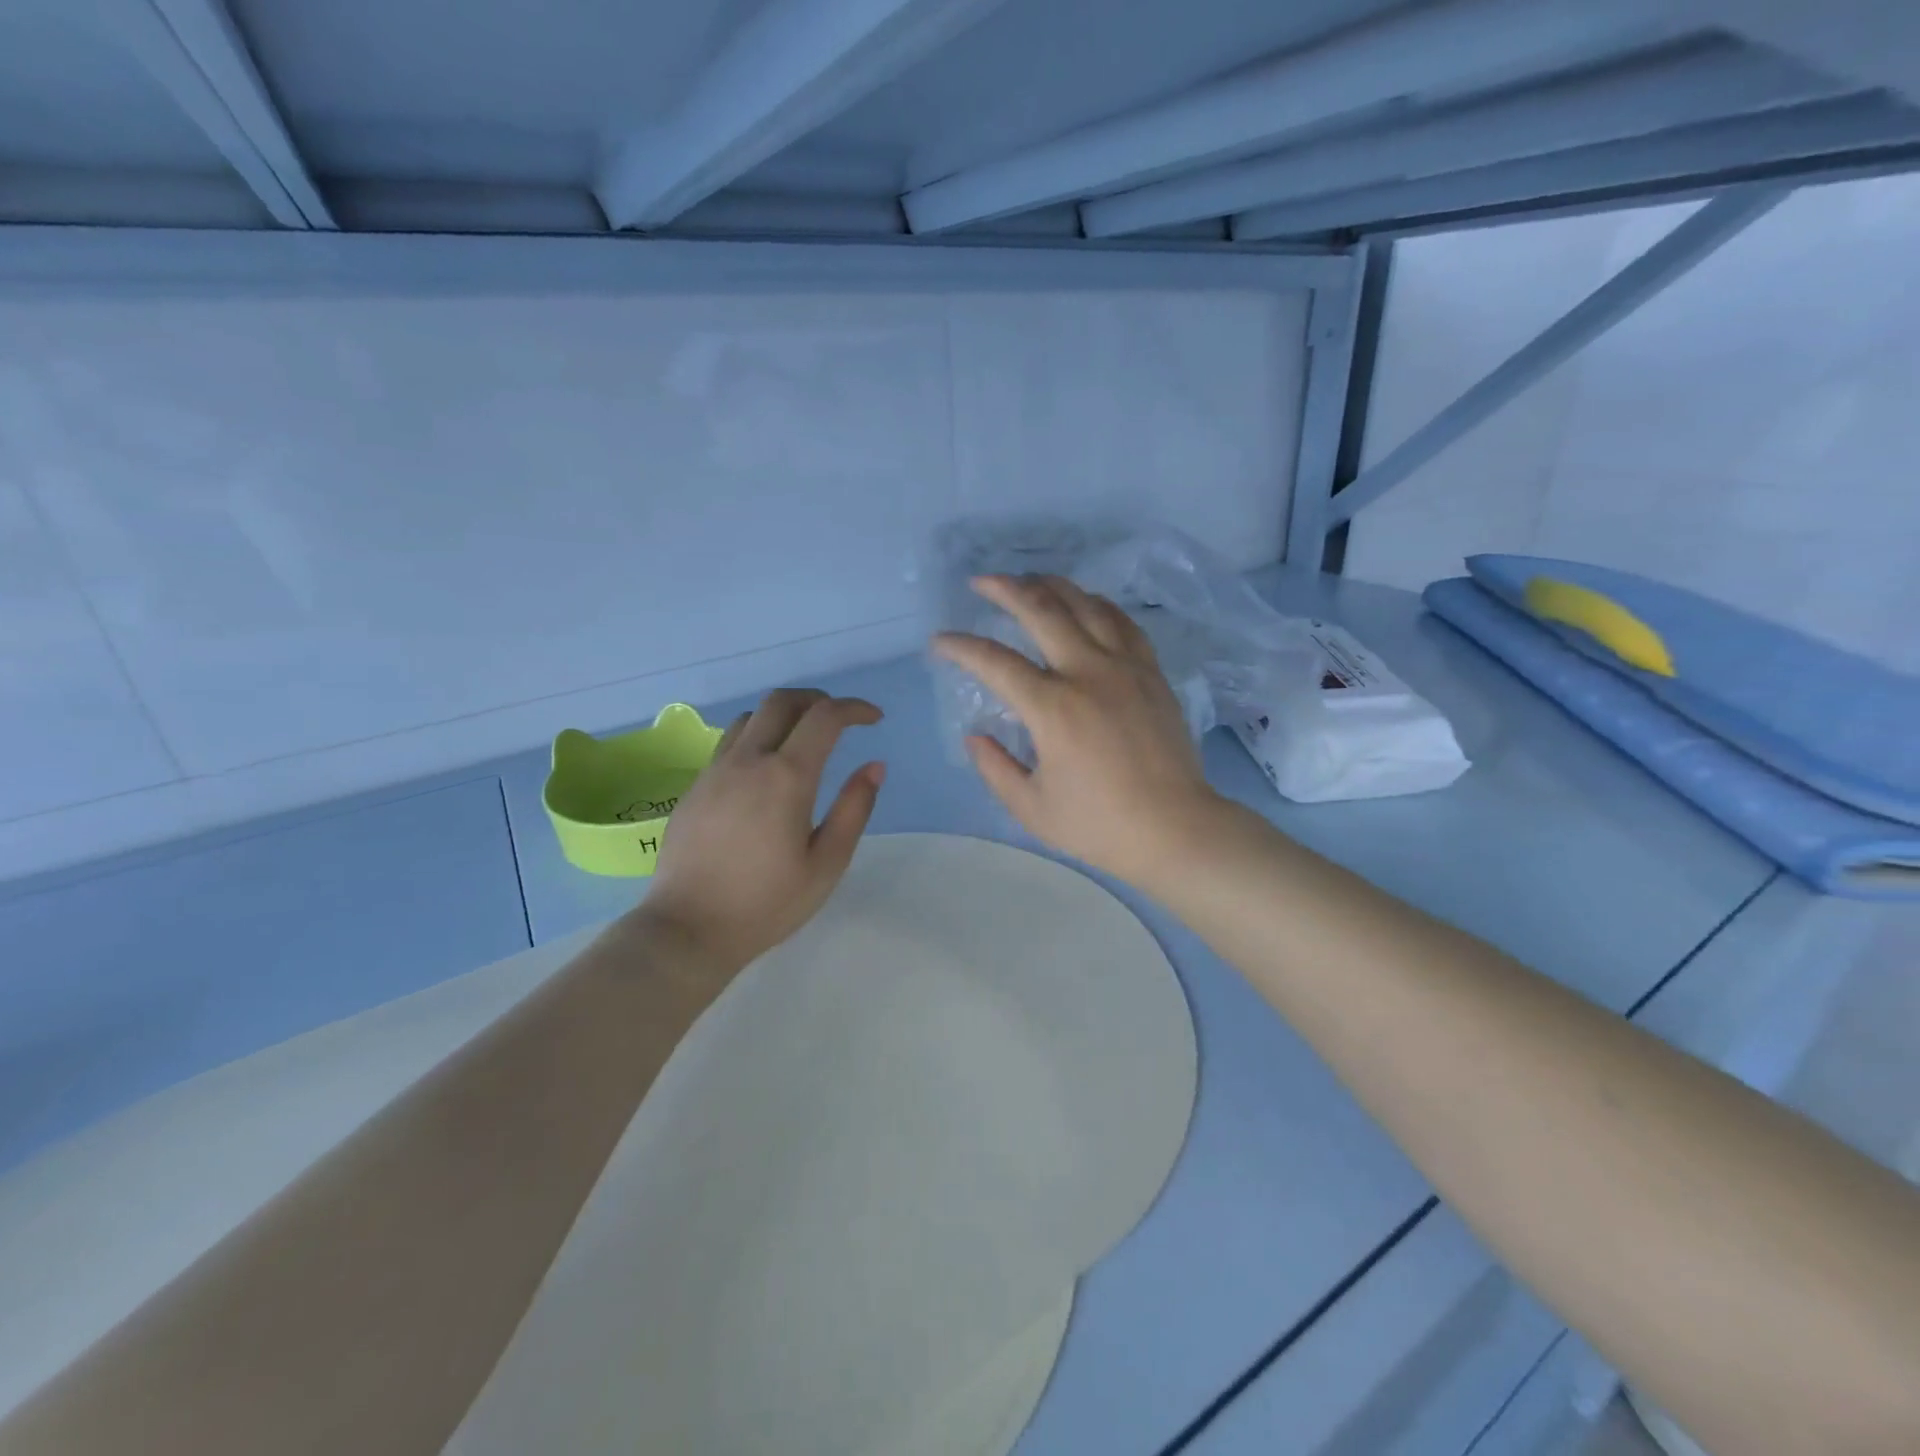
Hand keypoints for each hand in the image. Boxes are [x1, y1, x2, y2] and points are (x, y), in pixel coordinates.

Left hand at [636, 689, 885, 974]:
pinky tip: (764, 772)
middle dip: (818, 700)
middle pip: (782, 701)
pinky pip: (729, 743)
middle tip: (839, 720)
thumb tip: (874, 766)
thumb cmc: (767, 904)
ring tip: (802, 741)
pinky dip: (757, 738)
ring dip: (783, 716)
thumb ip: (854, 809)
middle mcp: (748, 761)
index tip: (874, 719)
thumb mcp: (826, 864)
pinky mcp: (695, 787)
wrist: (687, 930)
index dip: (854, 708)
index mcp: (787, 777)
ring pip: (751, 717)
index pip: (825, 717)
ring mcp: (715, 771)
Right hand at [932, 574, 1224, 887]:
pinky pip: (1124, 623)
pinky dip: (1099, 605)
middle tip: (982, 581)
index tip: (940, 640)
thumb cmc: (1099, 825)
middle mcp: (1089, 673)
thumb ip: (995, 767)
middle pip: (1043, 611)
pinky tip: (1087, 603)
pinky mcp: (1152, 674)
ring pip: (1087, 606)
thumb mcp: (1031, 807)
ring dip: (1053, 586)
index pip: (995, 661)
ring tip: (1031, 580)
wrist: (1176, 829)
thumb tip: (975, 735)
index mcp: (1053, 708)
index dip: (962, 646)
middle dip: (1007, 589)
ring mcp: (1126, 668)